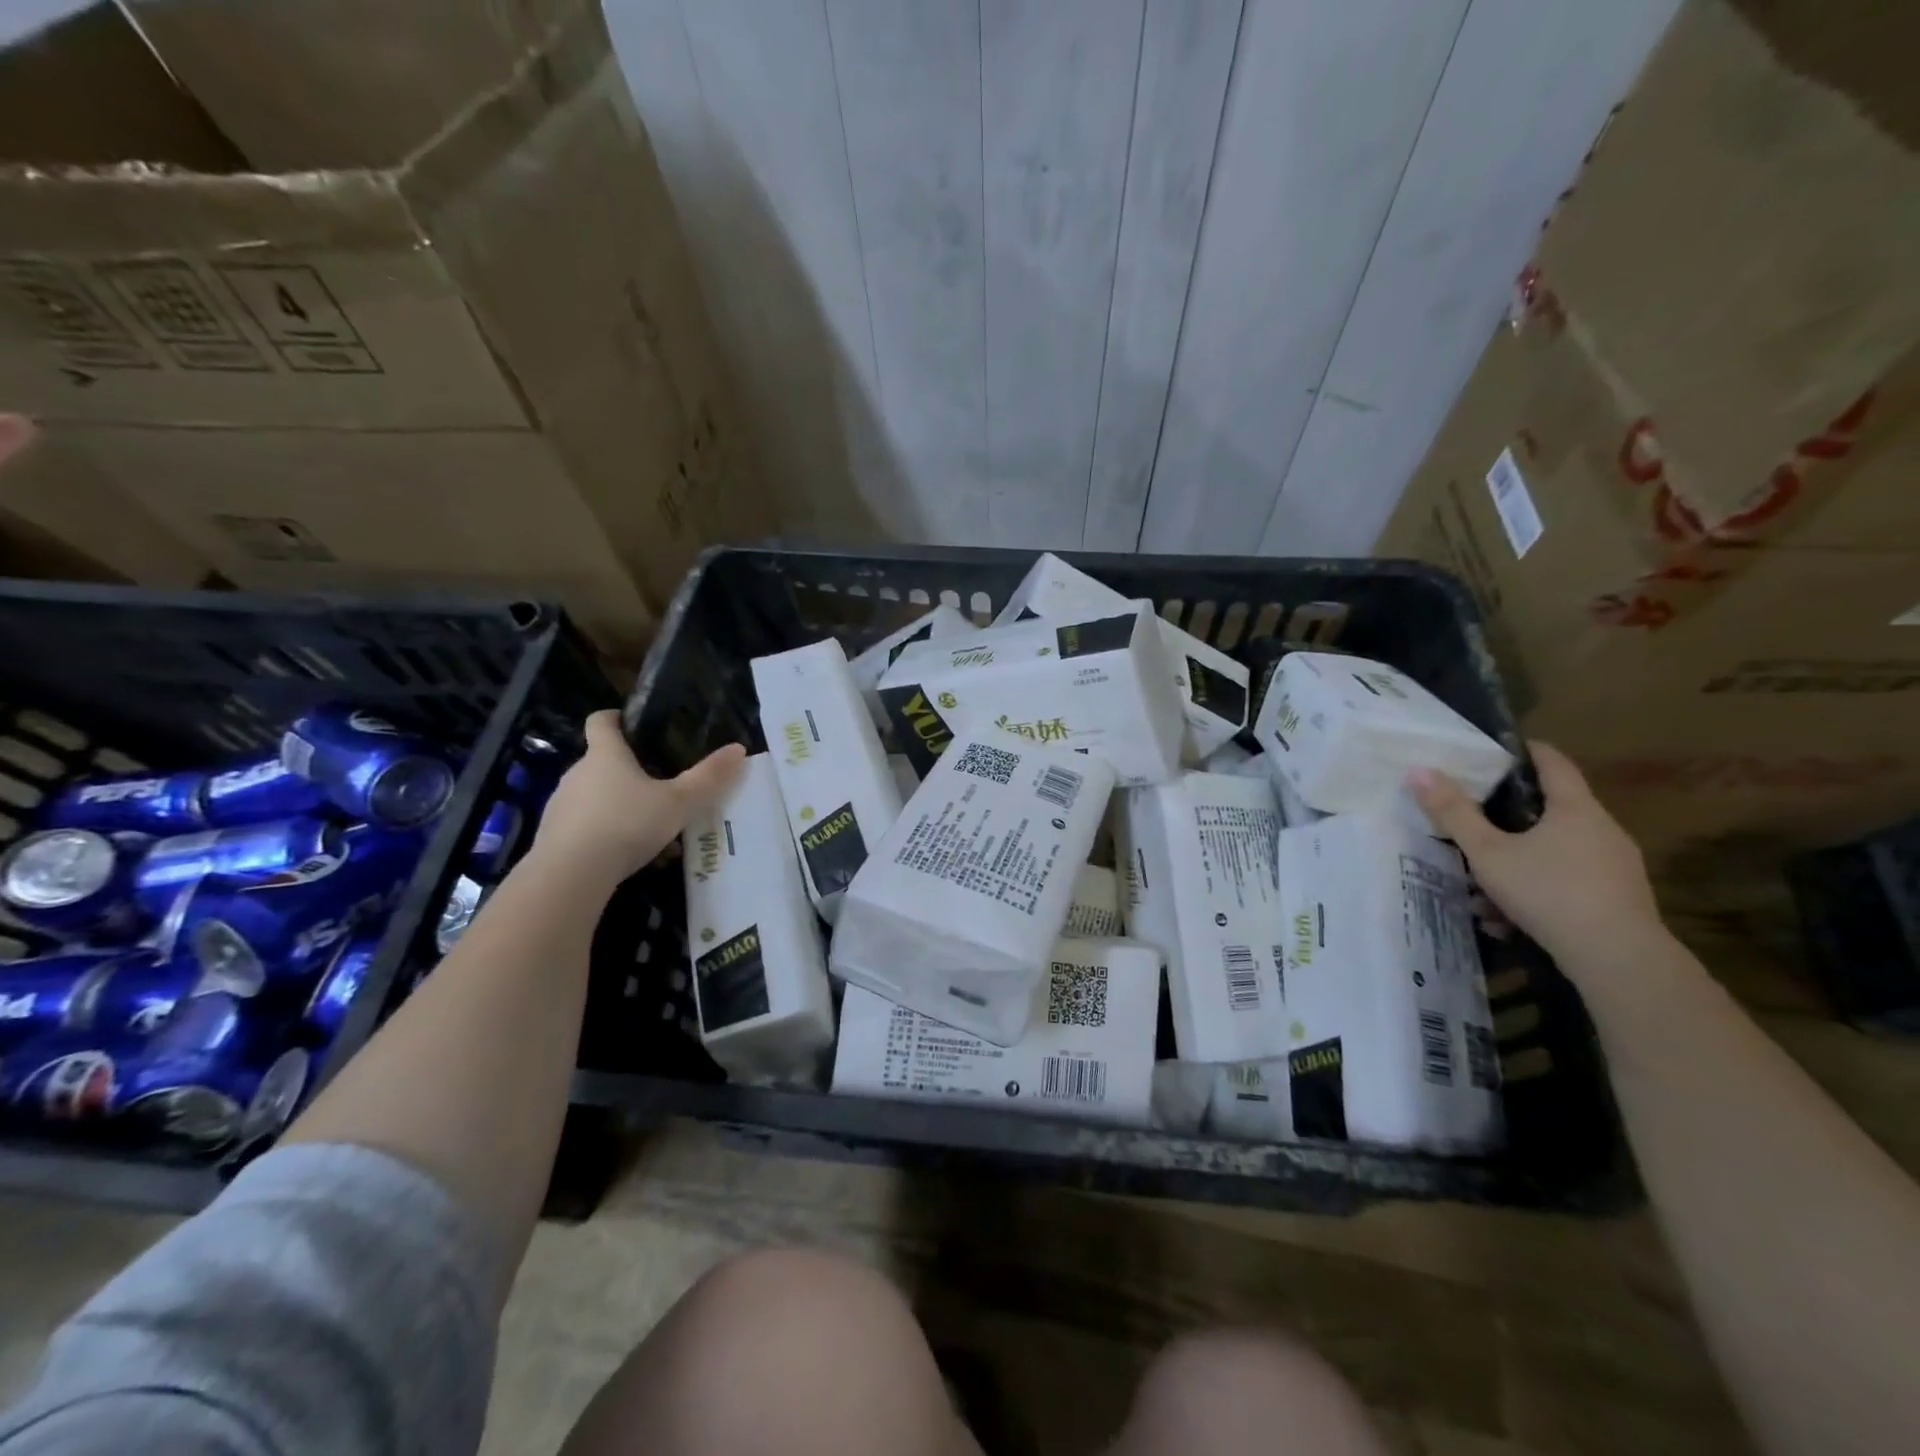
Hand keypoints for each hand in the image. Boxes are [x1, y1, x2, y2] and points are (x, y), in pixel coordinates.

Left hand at [534, 711, 745, 882]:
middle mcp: (577, 772)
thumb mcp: (679, 802)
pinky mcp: (553, 836)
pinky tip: (625, 853)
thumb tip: (739, 748)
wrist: (570, 875)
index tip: (633, 725)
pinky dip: (603, 832)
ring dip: (616, 804)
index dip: (616, 718)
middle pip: (600, 760)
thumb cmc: (626, 824)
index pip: (602, 721)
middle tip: (659, 784)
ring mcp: (561, 804)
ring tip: (647, 826)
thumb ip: (709, 777)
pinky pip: (583, 824)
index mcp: (606, 755)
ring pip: (593, 795)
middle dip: (627, 769)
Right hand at [1409, 741, 1663, 967]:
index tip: (1496, 750)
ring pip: (1554, 852)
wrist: (1618, 960)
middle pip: (1551, 810)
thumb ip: (1453, 813)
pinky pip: (1567, 882)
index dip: (1524, 751)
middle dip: (1508, 818)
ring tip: (1479, 891)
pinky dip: (1536, 892)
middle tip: (1473, 822)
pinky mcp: (1617, 899)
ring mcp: (1615, 866)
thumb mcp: (1488, 853)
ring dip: (1516, 864)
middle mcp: (1602, 830)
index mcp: (1576, 809)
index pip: (1553, 763)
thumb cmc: (1549, 892)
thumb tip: (1419, 771)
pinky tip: (1506, 920)